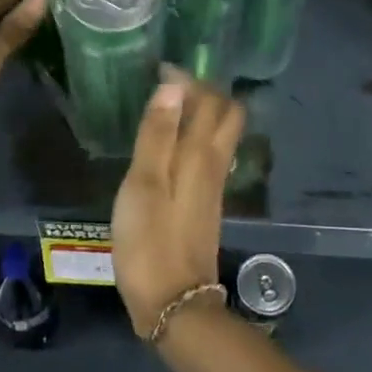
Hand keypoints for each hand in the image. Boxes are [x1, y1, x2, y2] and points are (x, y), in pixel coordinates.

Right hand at [110, 74, 244, 336]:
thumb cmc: (150, 240)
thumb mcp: (144, 183)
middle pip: (227, 114)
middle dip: (205, 92)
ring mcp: (215, 185)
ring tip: (168, 109)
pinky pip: (212, 154)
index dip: (189, 79)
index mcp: (201, 153)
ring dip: (202, 114)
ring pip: (221, 134)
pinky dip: (198, 138)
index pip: (210, 100)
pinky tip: (173, 146)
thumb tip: (173, 85)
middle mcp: (216, 163)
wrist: (174, 303)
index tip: (160, 69)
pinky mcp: (207, 203)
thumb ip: (157, 134)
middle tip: (171, 87)